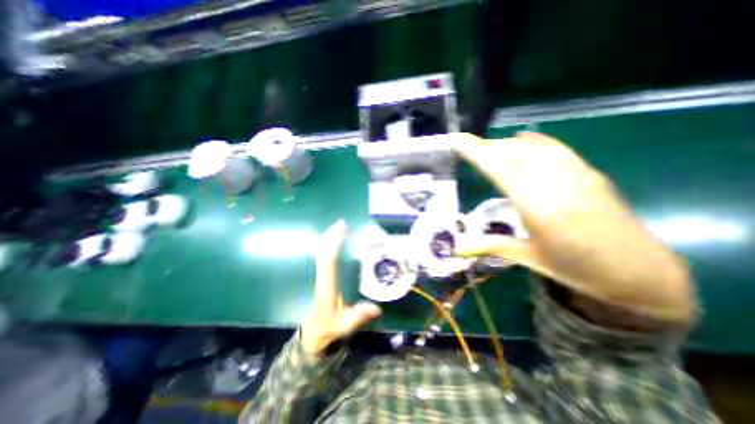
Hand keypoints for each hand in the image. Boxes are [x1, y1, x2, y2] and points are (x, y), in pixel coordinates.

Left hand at [301, 220, 383, 358]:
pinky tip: (334, 238)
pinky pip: (322, 255)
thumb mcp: (344, 325)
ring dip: (328, 238)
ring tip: (339, 226)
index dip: (334, 246)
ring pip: (320, 252)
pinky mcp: (321, 275)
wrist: (313, 332)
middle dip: (331, 236)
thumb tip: (377, 308)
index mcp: (326, 288)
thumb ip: (359, 316)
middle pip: (322, 253)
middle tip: (342, 223)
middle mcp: (321, 278)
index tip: (342, 233)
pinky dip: (327, 244)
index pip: (328, 263)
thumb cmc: (329, 327)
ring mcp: (319, 276)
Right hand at [451, 132, 692, 321]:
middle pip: (515, 153)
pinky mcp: (589, 173)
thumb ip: (492, 246)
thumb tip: (458, 248)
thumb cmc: (577, 268)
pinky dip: (536, 140)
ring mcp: (576, 175)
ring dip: (508, 143)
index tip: (458, 141)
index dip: (477, 153)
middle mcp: (555, 184)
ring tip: (490, 146)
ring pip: (534, 147)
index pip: (500, 170)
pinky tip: (524, 138)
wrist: (640, 272)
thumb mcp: (529, 258)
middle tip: (469, 147)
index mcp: (537, 207)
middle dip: (488, 146)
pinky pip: (557, 148)